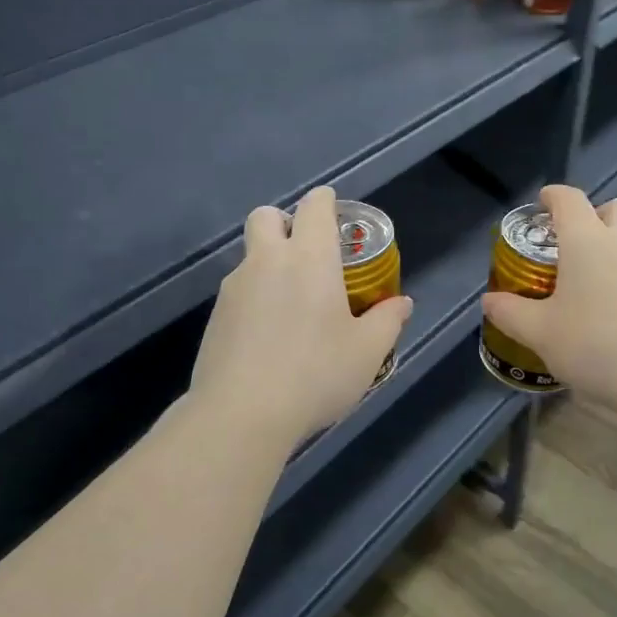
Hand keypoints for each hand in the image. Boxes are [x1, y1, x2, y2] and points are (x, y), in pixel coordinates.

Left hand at [189, 186, 413, 448]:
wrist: (241, 414)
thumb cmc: (315, 374)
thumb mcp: (367, 352)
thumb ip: (387, 321)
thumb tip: (401, 304)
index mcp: (309, 258)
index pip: (314, 205)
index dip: (326, 202)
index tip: (336, 216)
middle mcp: (267, 261)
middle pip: (266, 216)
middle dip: (285, 223)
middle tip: (307, 257)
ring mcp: (234, 288)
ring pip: (250, 256)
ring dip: (269, 266)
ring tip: (292, 310)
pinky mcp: (214, 317)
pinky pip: (238, 292)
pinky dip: (254, 300)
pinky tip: (268, 339)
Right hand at [480, 184, 616, 415]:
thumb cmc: (597, 343)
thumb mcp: (541, 333)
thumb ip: (511, 313)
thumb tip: (489, 301)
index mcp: (588, 241)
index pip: (569, 200)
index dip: (553, 196)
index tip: (543, 202)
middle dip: (597, 215)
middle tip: (576, 244)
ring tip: (596, 292)